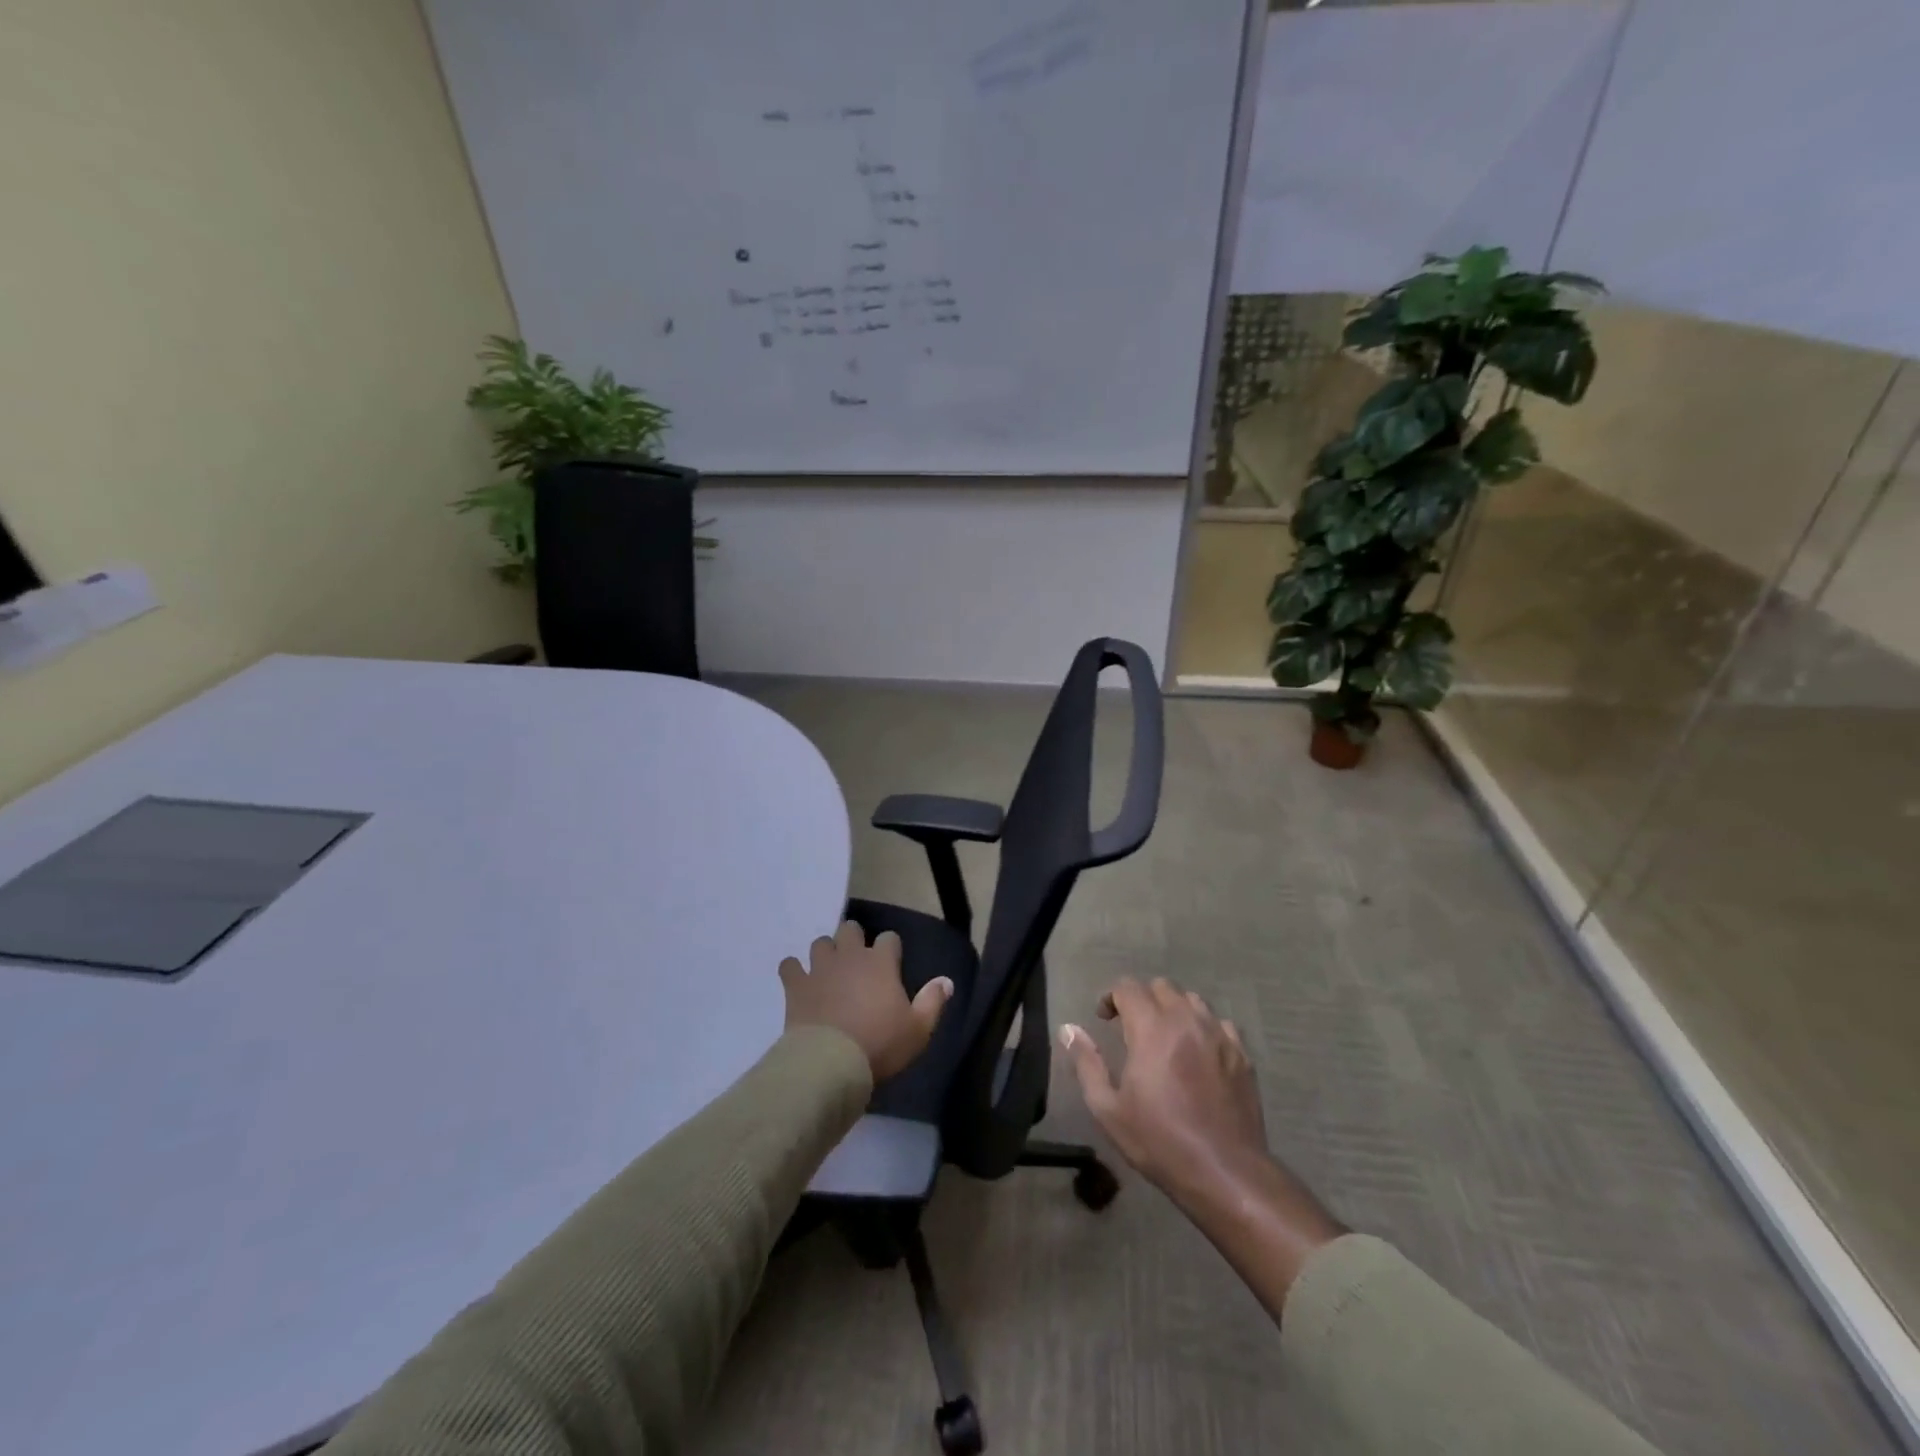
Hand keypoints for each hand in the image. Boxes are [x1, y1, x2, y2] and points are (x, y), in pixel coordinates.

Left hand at [781, 920, 952, 1081]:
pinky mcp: (796, 984)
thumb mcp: (918, 1029)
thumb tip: (947, 980)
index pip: (889, 938)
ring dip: (825, 953)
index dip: (890, 948)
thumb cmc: (879, 1045)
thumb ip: (933, 1001)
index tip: (891, 963)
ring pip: (819, 943)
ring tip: (828, 970)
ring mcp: (819, 968)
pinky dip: (794, 970)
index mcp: (881, 962)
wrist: (830, 1063)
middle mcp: (849, 956)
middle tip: (856, 960)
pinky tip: (799, 982)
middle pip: (850, 929)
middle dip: (853, 939)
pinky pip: (789, 965)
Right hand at [1058, 977, 1268, 1204]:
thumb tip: (1069, 1029)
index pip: (1128, 987)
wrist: (1225, 1172)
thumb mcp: (1108, 1109)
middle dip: (1142, 999)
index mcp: (1151, 1028)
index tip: (1103, 1019)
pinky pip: (1219, 1023)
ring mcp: (1218, 1035)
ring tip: (1166, 1037)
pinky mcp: (1242, 1054)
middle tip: (1132, 1027)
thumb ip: (1086, 1063)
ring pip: (1192, 1000)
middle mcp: (1186, 1020)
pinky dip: (1203, 1028)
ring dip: (1173, 1009)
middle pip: (1161, 986)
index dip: (1111, 997)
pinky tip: (1199, 1053)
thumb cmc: (1160, 1141)